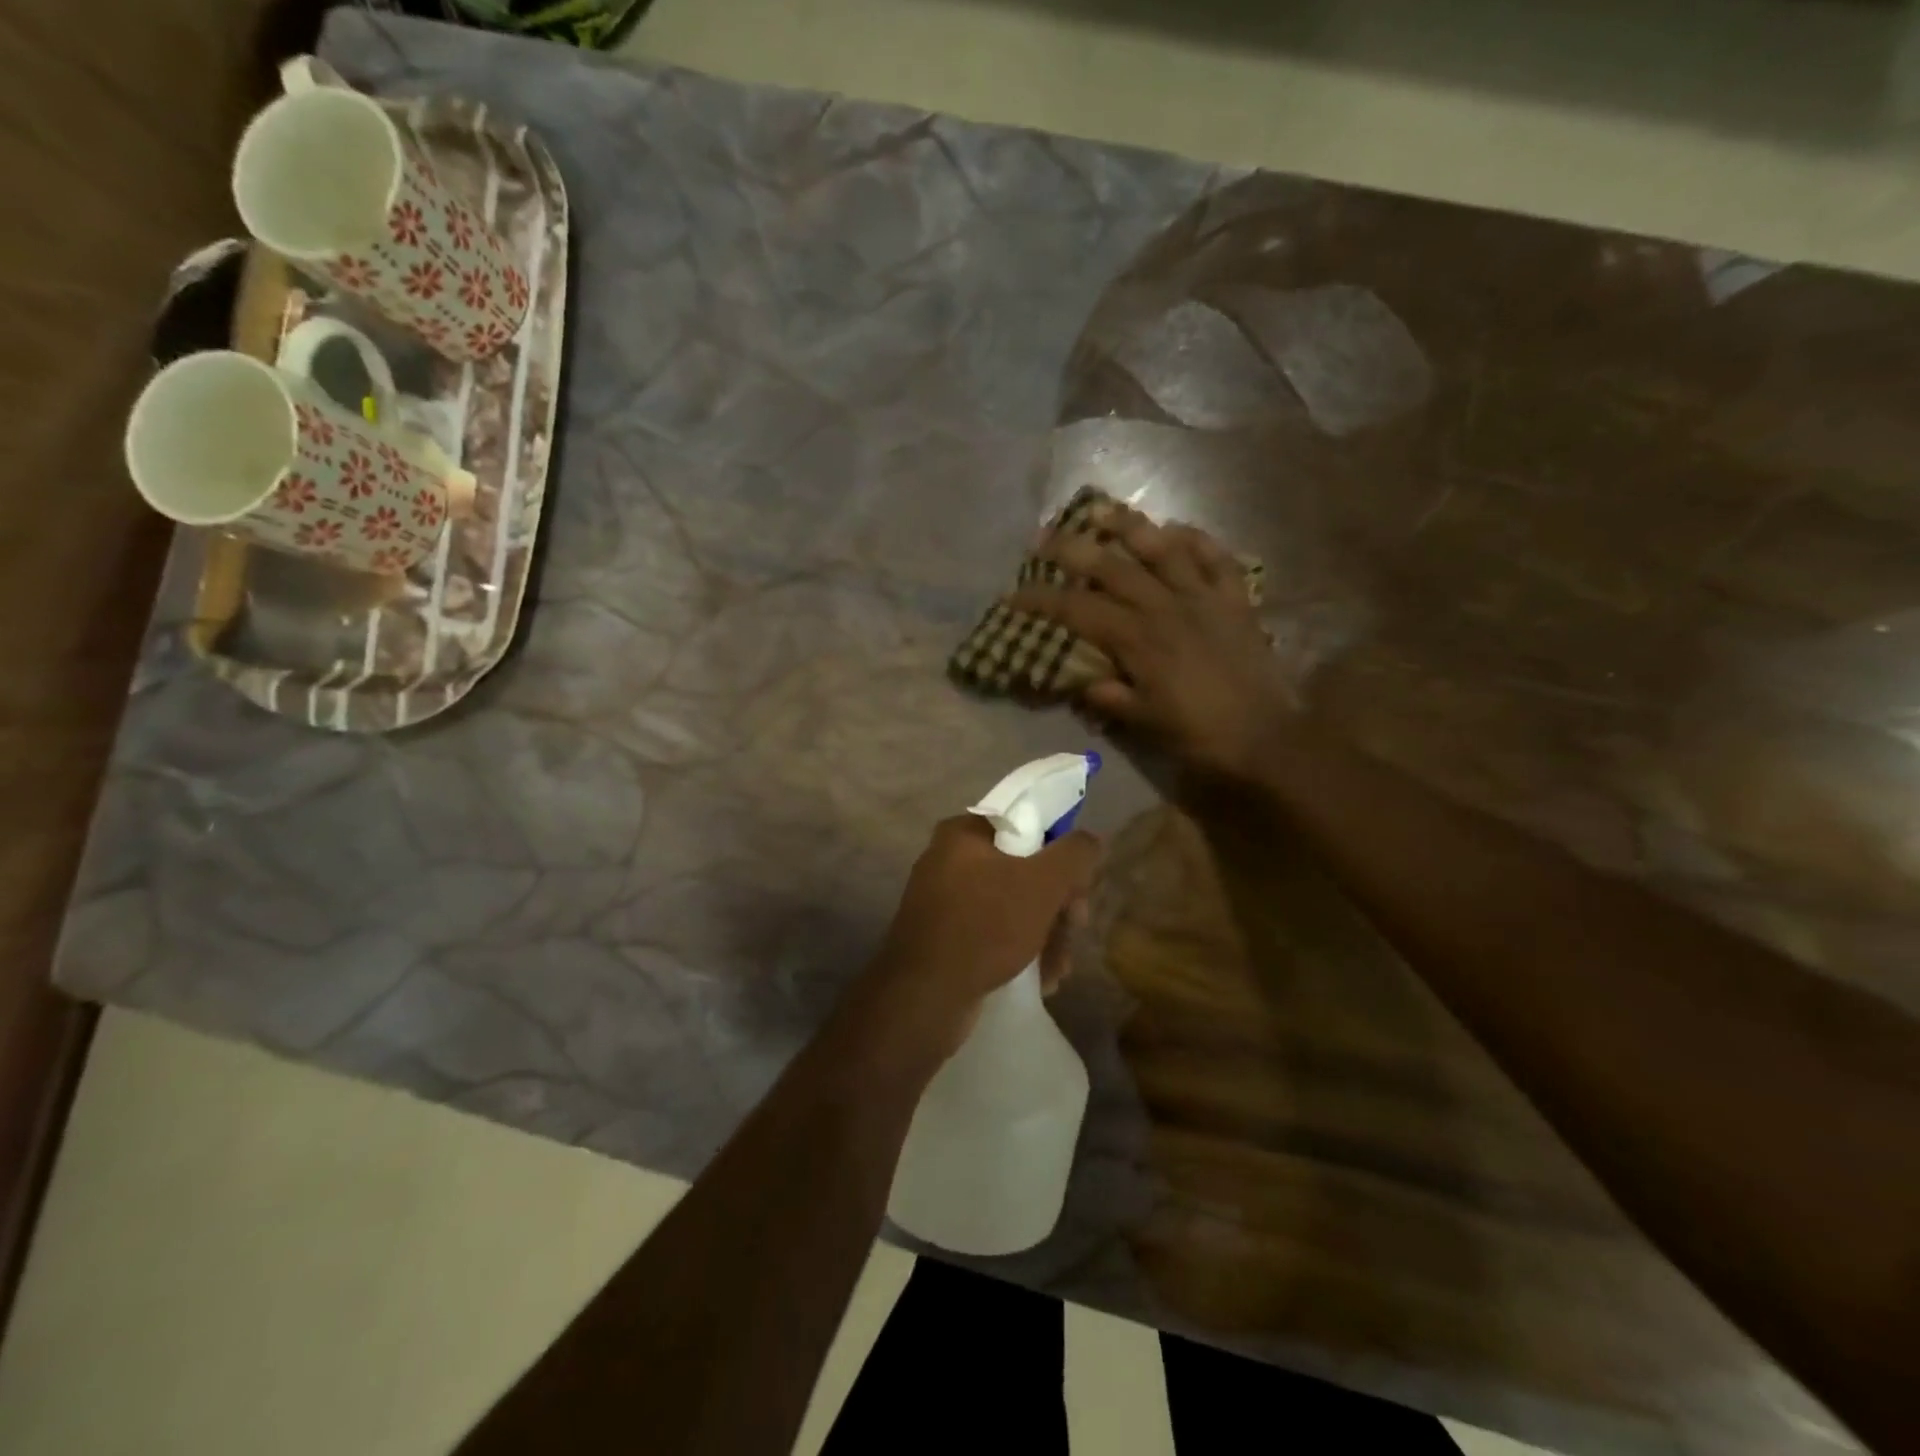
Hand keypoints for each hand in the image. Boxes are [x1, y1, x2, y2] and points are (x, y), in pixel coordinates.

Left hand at [847, 815, 1100, 1068]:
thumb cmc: (985, 926)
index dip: (1060, 855)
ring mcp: (943, 901)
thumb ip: (1074, 854)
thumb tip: (1090, 840)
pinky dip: (1019, 950)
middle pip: (1023, 870)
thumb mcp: (1042, 884)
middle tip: (1073, 930)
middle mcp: (948, 860)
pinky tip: (1040, 980)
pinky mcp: (944, 938)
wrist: (924, 997)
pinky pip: (993, 933)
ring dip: (1045, 935)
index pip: (1026, 827)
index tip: (1078, 889)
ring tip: (1058, 969)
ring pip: (1012, 906)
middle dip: (1056, 905)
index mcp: (963, 834)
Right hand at [1010, 504, 1295, 784]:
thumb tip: (1082, 681)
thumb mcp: (1143, 722)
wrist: (1265, 738)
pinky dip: (1197, 540)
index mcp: (1138, 640)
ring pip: (1163, 549)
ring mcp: (1204, 598)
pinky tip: (1177, 528)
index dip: (1042, 601)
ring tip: (1102, 509)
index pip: (1078, 611)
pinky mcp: (1235, 600)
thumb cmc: (1198, 735)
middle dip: (1072, 550)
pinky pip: (1216, 559)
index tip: (1012, 595)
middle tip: (1043, 537)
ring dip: (1129, 526)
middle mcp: (1166, 607)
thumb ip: (1109, 697)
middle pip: (1111, 567)